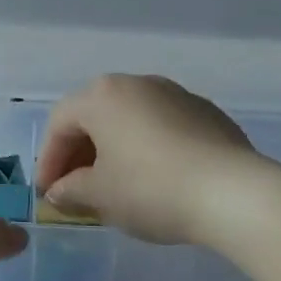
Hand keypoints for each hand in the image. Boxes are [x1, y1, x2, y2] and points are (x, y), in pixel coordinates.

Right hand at [35, 75, 258, 244]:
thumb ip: (71, 190)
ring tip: (113, 185)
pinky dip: (146, 148)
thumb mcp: (101, 196)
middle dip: (79, 153)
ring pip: (130, 119)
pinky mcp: (206, 113)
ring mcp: (175, 94)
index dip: (48, 160)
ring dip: (113, 149)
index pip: (60, 124)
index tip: (47, 194)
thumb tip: (59, 191)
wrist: (233, 193)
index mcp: (103, 96)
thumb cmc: (151, 189)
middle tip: (75, 189)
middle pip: (95, 115)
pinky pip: (162, 127)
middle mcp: (137, 83)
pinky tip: (154, 179)